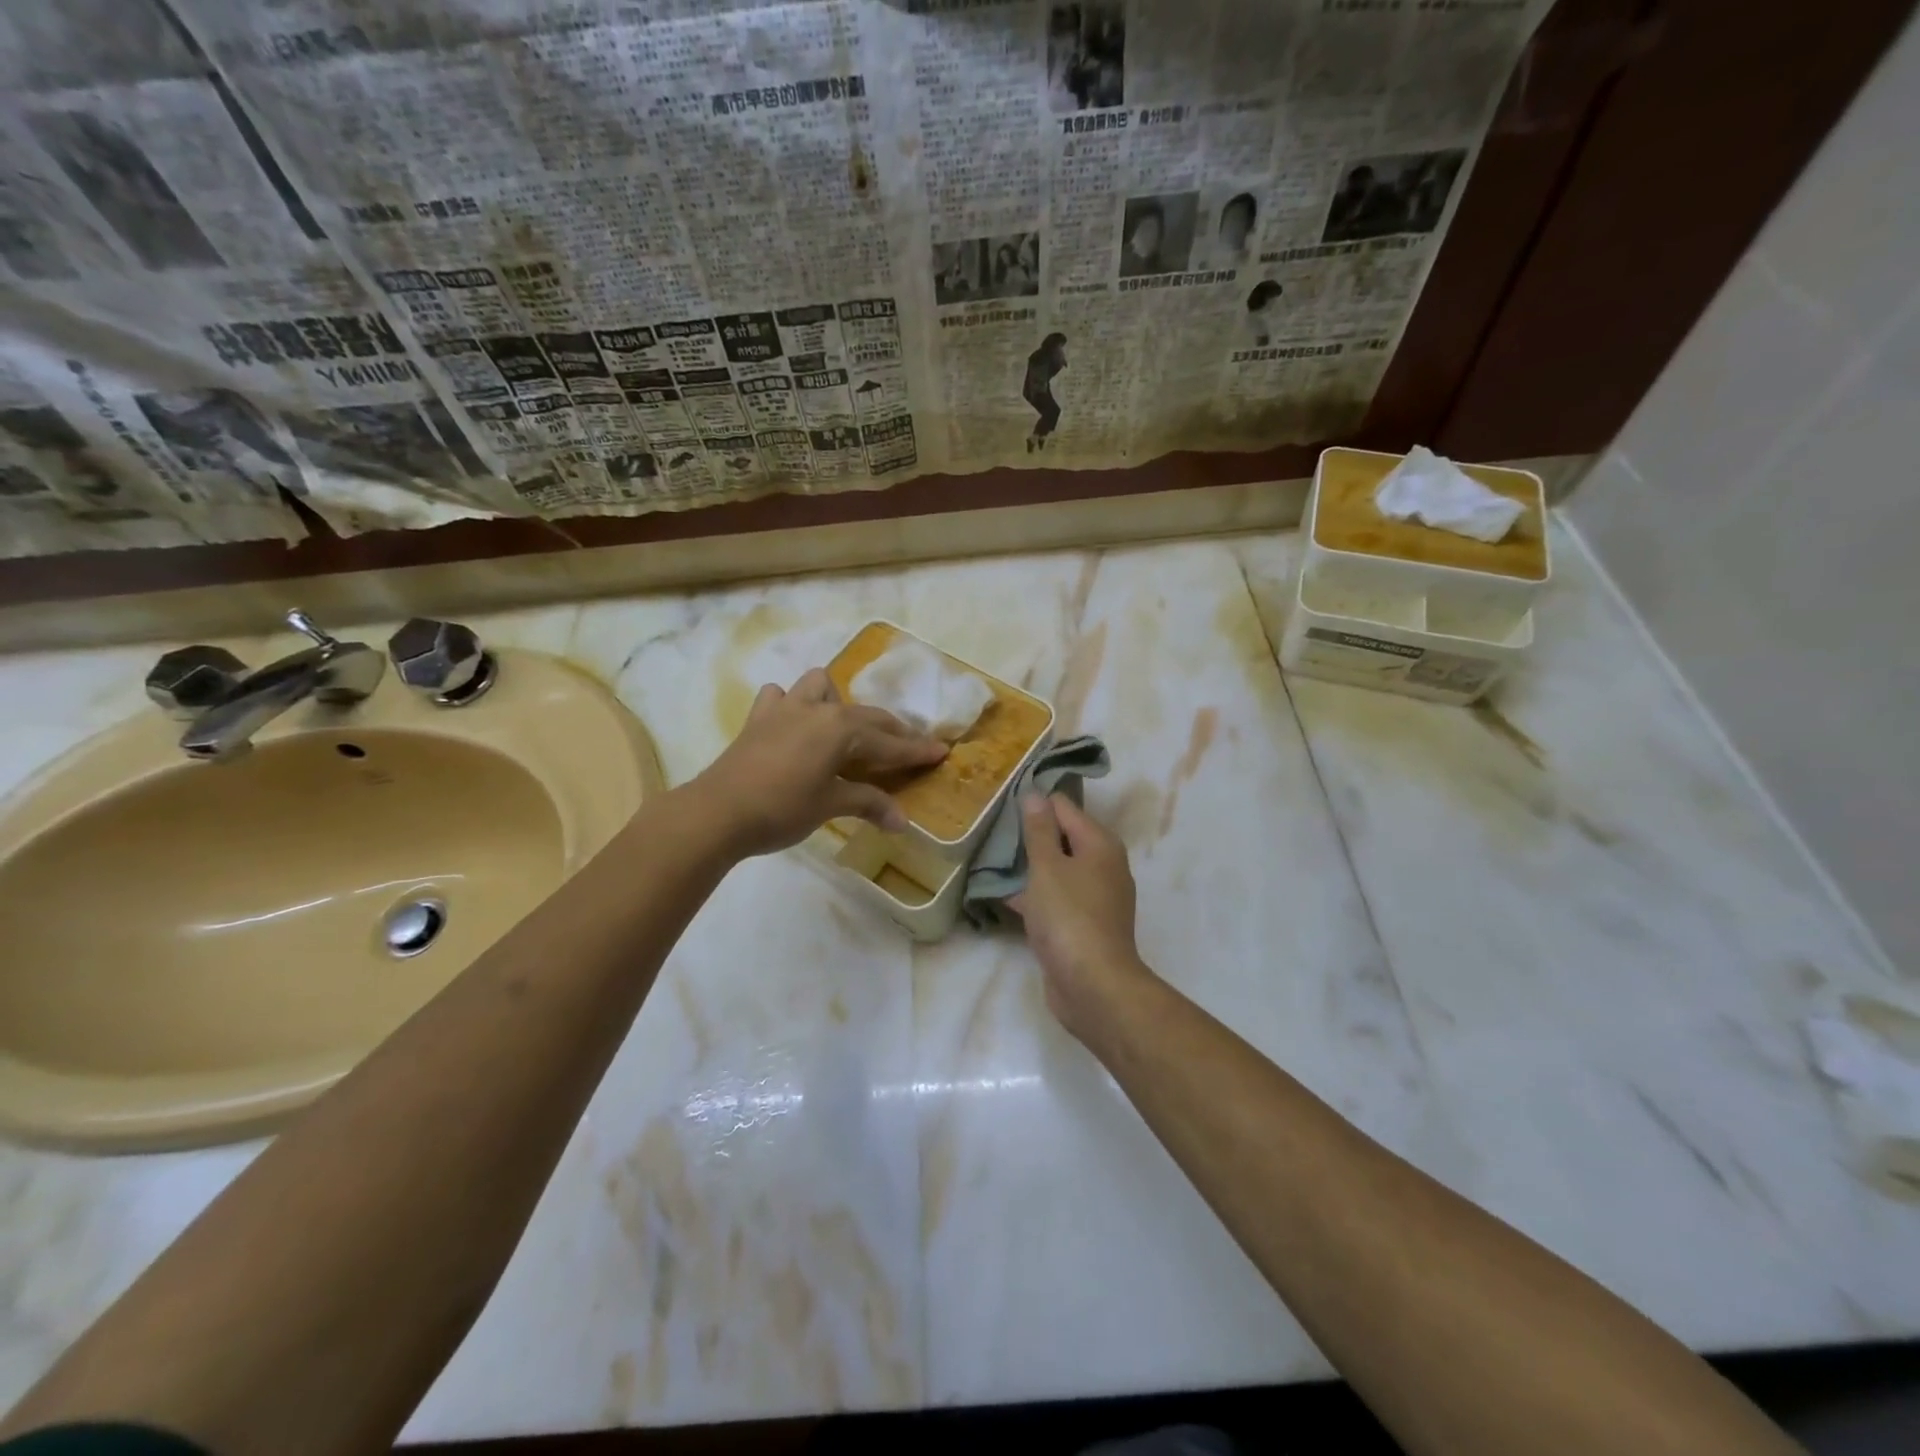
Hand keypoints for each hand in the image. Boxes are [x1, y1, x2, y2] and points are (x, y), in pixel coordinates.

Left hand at [690, 667, 947, 857]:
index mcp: (841, 729)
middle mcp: (818, 709)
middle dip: (890, 730)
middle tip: (907, 748)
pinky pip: (778, 697)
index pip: (889, 741)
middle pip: (865, 715)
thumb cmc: (782, 809)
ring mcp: (785, 709)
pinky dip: (790, 705)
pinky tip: (792, 725)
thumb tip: (903, 822)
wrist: (718, 812)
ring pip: (819, 685)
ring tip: (840, 729)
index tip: (941, 751)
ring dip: (835, 701)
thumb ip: (868, 805)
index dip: (916, 749)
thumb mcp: (830, 806)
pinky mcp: (758, 719)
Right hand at [1009, 793, 1155, 1038]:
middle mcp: (1103, 865)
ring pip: (1057, 870)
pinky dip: (1034, 895)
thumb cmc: (1069, 917)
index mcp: (1100, 844)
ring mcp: (1095, 897)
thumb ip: (1039, 830)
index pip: (1064, 807)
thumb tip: (1036, 795)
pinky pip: (1055, 898)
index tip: (1002, 805)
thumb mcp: (1047, 867)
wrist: (1093, 986)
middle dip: (1030, 836)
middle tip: (992, 832)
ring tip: (990, 861)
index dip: (1035, 803)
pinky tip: (1002, 897)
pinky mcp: (1083, 924)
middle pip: (1062, 837)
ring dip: (1029, 867)